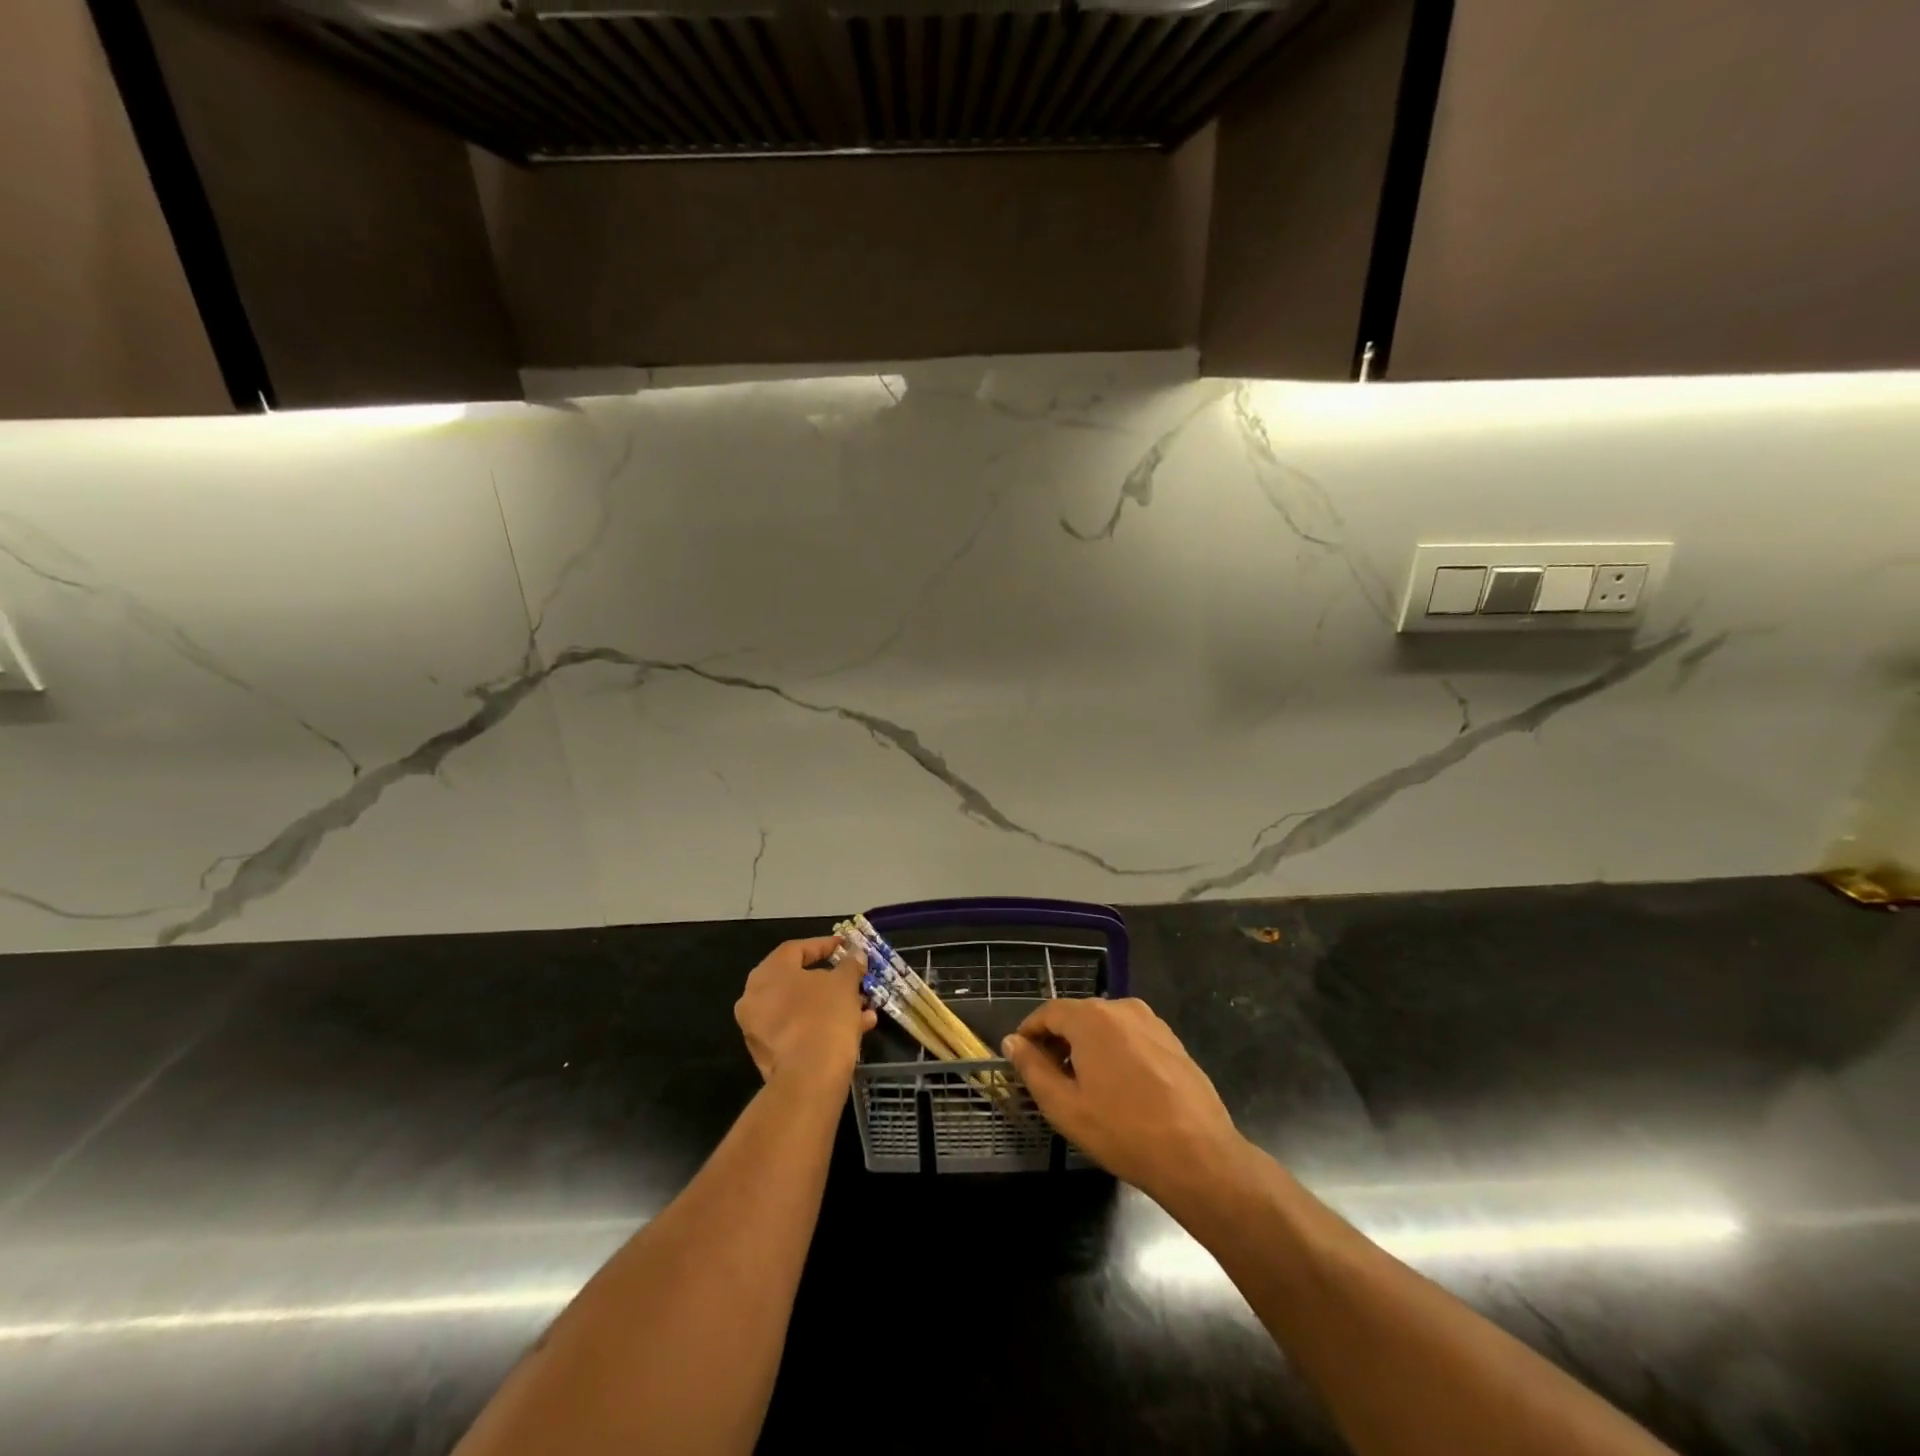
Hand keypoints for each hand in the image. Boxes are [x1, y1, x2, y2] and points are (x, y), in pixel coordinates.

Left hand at [734, 936, 875, 1089]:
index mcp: (768, 973)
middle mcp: (754, 998)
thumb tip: (855, 955)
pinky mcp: (768, 1056)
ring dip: (831, 1005)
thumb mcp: (844, 983)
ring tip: (863, 1008)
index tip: (845, 946)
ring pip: (801, 1008)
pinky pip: (798, 1030)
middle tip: (853, 978)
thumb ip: (849, 964)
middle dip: (830, 981)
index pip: (796, 949)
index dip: (824, 945)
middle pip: (797, 981)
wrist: (810, 1077)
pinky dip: (822, 1026)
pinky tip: (855, 1029)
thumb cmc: (825, 1016)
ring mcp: (758, 1029)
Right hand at [1002, 998, 1248, 1209]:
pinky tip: (1118, 1089)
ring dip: (1087, 1047)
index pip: (1048, 1012)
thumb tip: (1013, 1042)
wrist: (1198, 1155)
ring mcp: (1152, 1022)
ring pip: (1106, 1027)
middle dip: (1058, 1041)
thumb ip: (1033, 1068)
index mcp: (1092, 1017)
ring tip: (1082, 1086)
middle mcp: (1122, 1008)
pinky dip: (1115, 1052)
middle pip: (1078, 1016)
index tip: (1020, 1057)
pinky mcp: (1172, 1041)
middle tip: (1048, 1077)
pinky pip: (1131, 1037)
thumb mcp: (1064, 1106)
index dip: (1030, 1033)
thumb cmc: (1122, 1131)